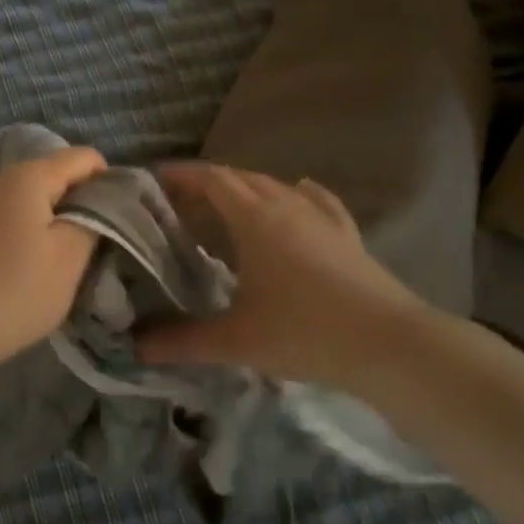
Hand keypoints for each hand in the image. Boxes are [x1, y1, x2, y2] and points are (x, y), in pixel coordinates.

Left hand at [0, 146, 106, 386]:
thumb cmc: (13, 291)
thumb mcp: (69, 258)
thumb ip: (95, 221)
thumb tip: (103, 203)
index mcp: (31, 175)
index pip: (86, 158)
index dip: (111, 184)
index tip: (122, 224)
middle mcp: (3, 179)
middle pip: (60, 177)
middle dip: (86, 206)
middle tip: (101, 248)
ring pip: (38, 202)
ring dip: (60, 226)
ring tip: (71, 264)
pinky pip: (16, 221)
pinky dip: (34, 238)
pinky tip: (36, 271)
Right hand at [137, 163, 430, 385]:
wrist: (389, 344)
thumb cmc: (304, 332)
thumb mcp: (235, 341)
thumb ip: (181, 341)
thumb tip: (134, 348)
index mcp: (255, 218)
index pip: (211, 179)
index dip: (181, 175)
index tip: (154, 180)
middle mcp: (286, 205)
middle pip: (240, 178)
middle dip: (206, 184)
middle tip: (178, 203)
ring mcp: (321, 217)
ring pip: (275, 187)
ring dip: (245, 190)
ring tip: (224, 209)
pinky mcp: (346, 234)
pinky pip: (315, 200)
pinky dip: (295, 194)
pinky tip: (298, 193)